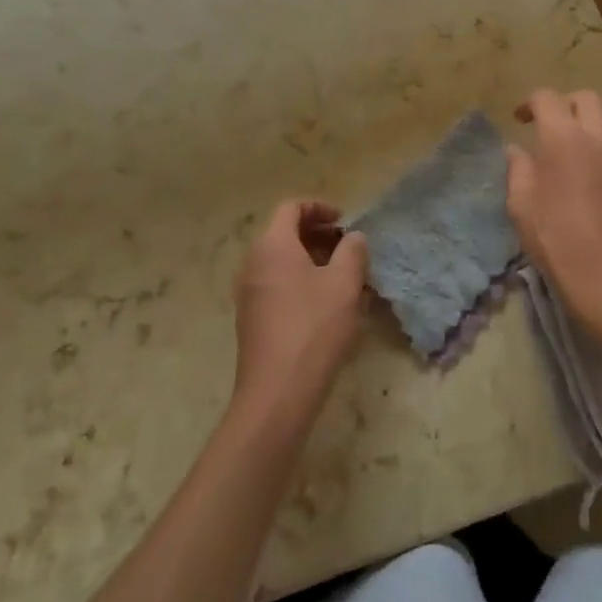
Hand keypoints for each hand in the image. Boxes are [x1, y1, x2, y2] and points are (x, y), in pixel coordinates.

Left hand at [232, 201, 368, 413]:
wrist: (277, 393)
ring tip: (343, 278)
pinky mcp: (252, 319)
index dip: (320, 208)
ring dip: (312, 261)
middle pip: (284, 233)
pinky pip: (277, 285)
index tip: (345, 222)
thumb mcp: (344, 284)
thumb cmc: (313, 328)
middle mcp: (253, 263)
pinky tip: (326, 306)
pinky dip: (300, 282)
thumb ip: (353, 251)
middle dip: (318, 235)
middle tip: (348, 249)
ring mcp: (249, 293)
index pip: (292, 208)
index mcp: (272, 245)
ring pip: (282, 262)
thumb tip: (353, 237)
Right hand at [506, 90, 601, 337]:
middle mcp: (597, 136)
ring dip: (587, 124)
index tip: (520, 121)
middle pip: (585, 98)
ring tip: (572, 148)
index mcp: (563, 137)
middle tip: (548, 127)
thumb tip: (518, 150)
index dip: (529, 104)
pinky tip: (593, 170)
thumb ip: (518, 169)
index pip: (547, 98)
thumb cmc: (555, 238)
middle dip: (564, 105)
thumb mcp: (521, 204)